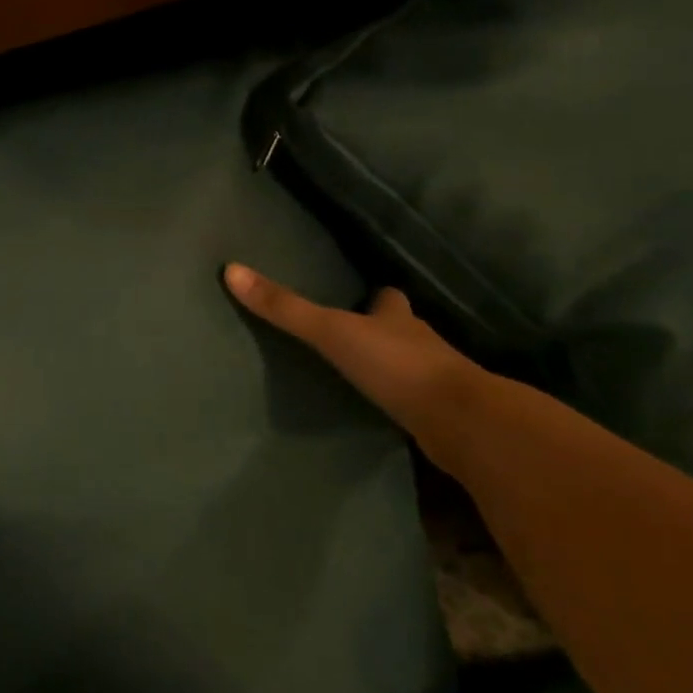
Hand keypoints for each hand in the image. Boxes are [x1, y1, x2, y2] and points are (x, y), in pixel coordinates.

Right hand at [223, 262, 483, 440]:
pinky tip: (380, 410)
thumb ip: (285, 308)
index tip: (359, 296)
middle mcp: (420, 341)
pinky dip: (399, 400)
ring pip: (409, 363)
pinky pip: (414, 399)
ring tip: (360, 374)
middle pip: (400, 328)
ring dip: (390, 365)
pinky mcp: (439, 413)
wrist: (460, 422)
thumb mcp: (332, 332)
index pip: (387, 298)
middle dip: (381, 330)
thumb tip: (232, 270)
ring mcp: (434, 378)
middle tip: (350, 336)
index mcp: (397, 317)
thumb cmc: (396, 365)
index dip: (375, 296)